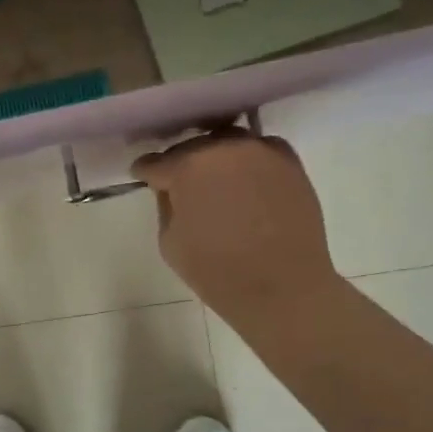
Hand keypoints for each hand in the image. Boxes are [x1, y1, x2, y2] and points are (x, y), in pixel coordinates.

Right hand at [132, 128, 338, 324]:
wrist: (283, 288)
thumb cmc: (217, 271)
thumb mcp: (169, 242)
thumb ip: (166, 205)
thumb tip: (173, 189)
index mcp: (187, 167)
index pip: (155, 162)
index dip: (146, 172)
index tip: (143, 178)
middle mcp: (224, 147)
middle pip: (192, 147)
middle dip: (181, 164)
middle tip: (179, 184)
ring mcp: (261, 151)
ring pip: (226, 144)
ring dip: (215, 159)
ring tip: (214, 181)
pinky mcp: (290, 162)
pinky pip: (259, 151)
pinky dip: (247, 162)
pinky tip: (245, 183)